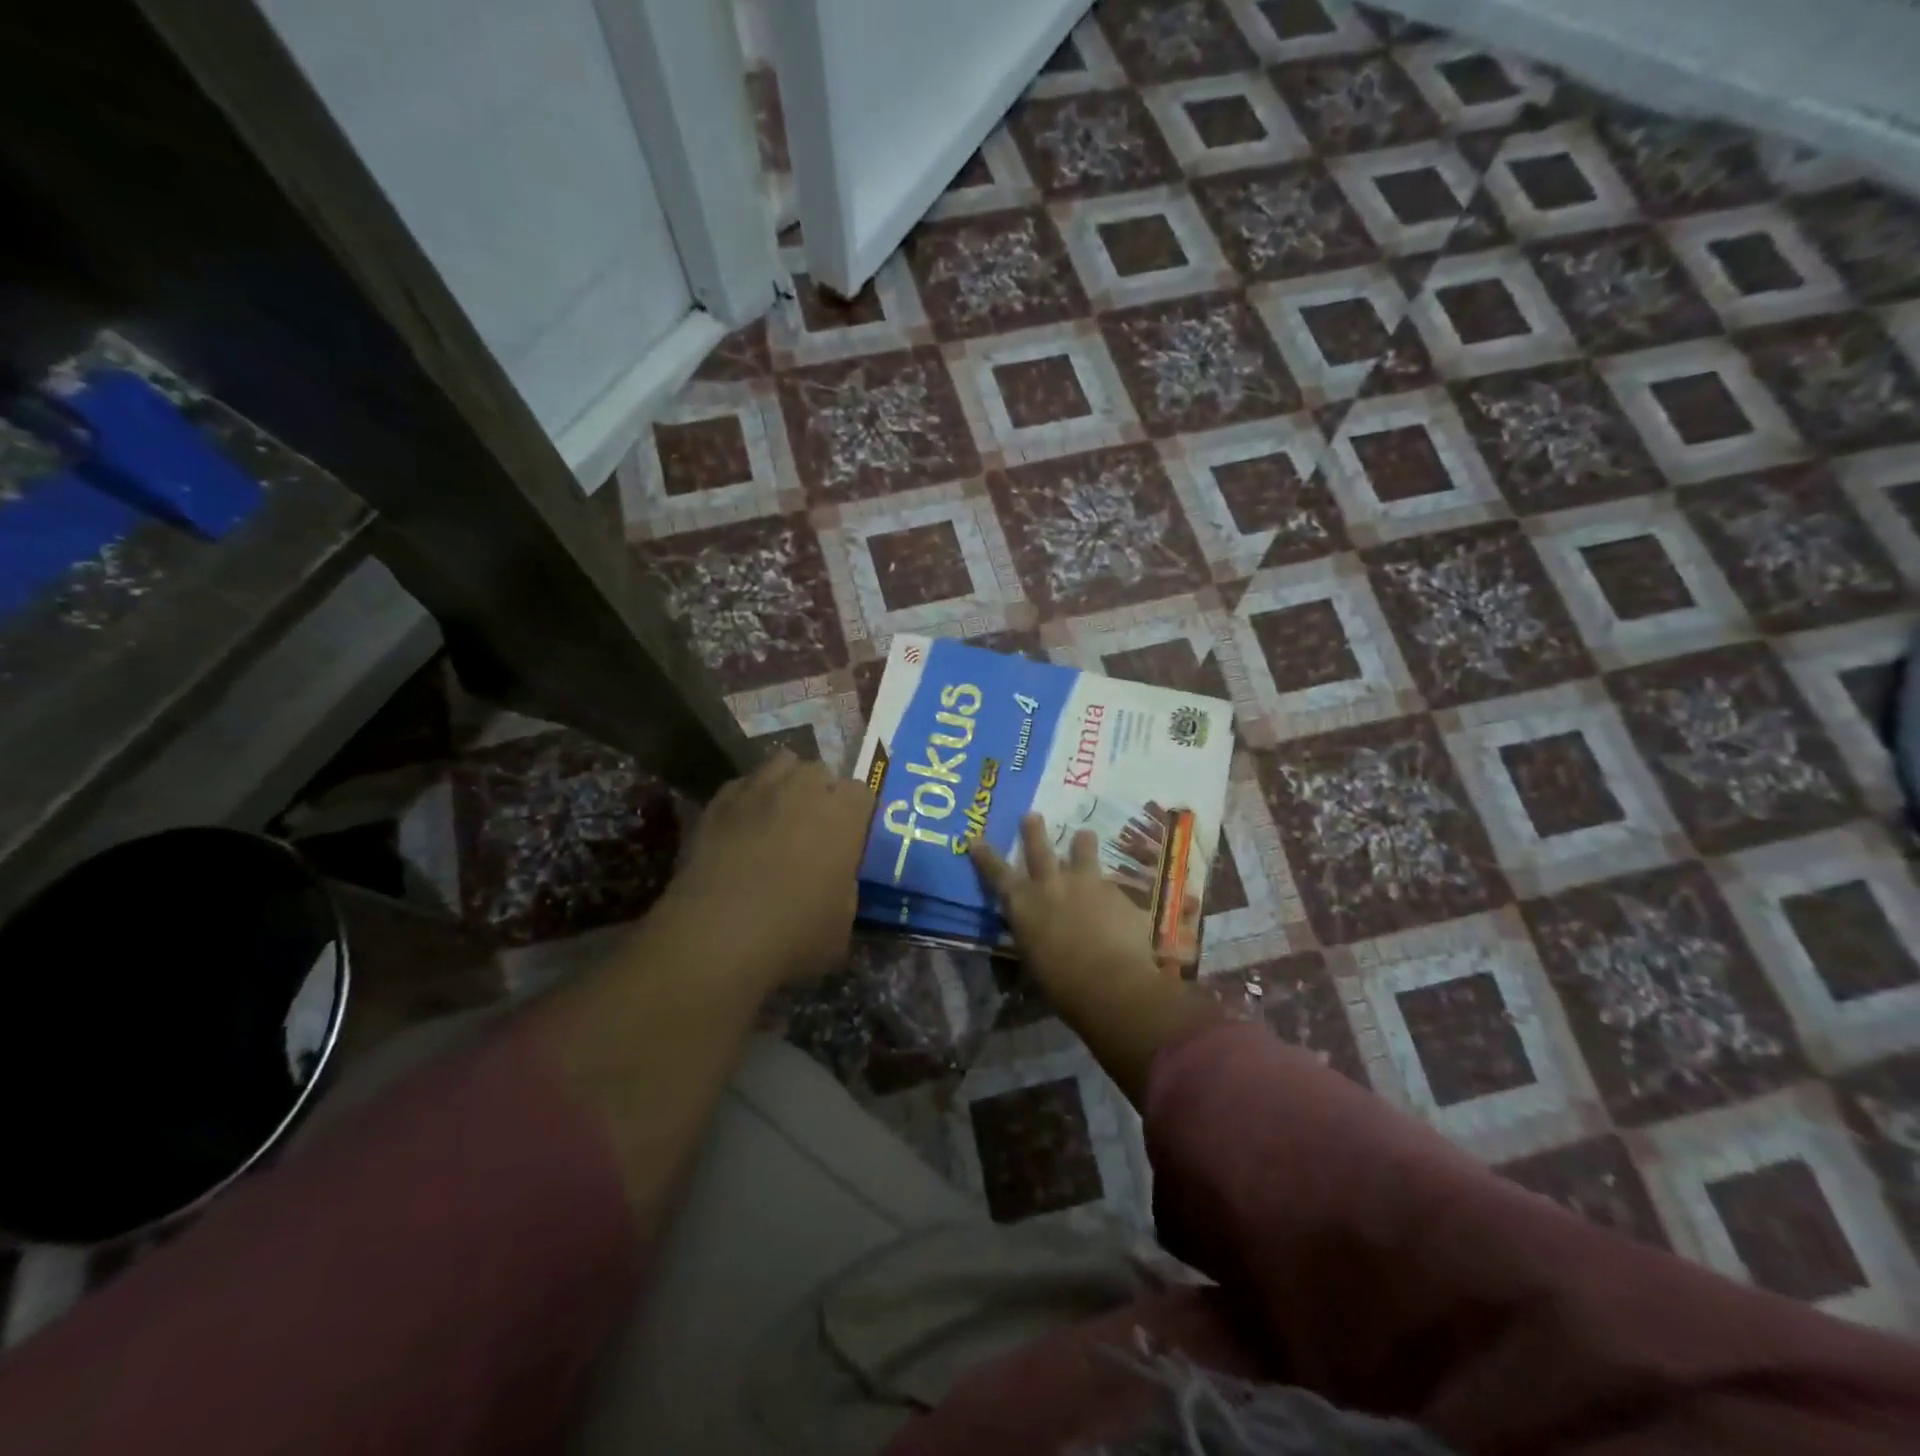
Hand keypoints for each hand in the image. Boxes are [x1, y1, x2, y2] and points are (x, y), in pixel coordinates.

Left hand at [663, 751, 870, 989]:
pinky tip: (741, 829)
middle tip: (813, 829)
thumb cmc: (794, 933)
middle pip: (820, 771)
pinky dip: (747, 800)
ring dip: (785, 785)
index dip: (856, 814)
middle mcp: (804, 788)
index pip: (862, 793)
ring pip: (780, 765)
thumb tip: (836, 881)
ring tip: (777, 817)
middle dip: (820, 793)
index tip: (850, 838)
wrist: (716, 935)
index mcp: (844, 814)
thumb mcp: (842, 922)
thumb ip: (846, 888)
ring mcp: (757, 788)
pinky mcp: (718, 801)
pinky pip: (741, 786)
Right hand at [971, 813, 1169, 1009]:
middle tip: (1032, 815)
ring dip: (1082, 843)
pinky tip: (1117, 901)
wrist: (1112, 983)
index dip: (986, 856)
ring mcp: (1086, 883)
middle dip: (1033, 831)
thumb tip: (1035, 939)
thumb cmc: (1063, 985)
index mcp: (1023, 905)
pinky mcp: (1116, 892)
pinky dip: (1109, 890)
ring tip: (1084, 834)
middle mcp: (1051, 885)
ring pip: (1083, 852)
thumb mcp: (1034, 963)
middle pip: (1039, 849)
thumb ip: (1034, 940)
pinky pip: (1110, 885)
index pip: (997, 874)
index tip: (976, 839)